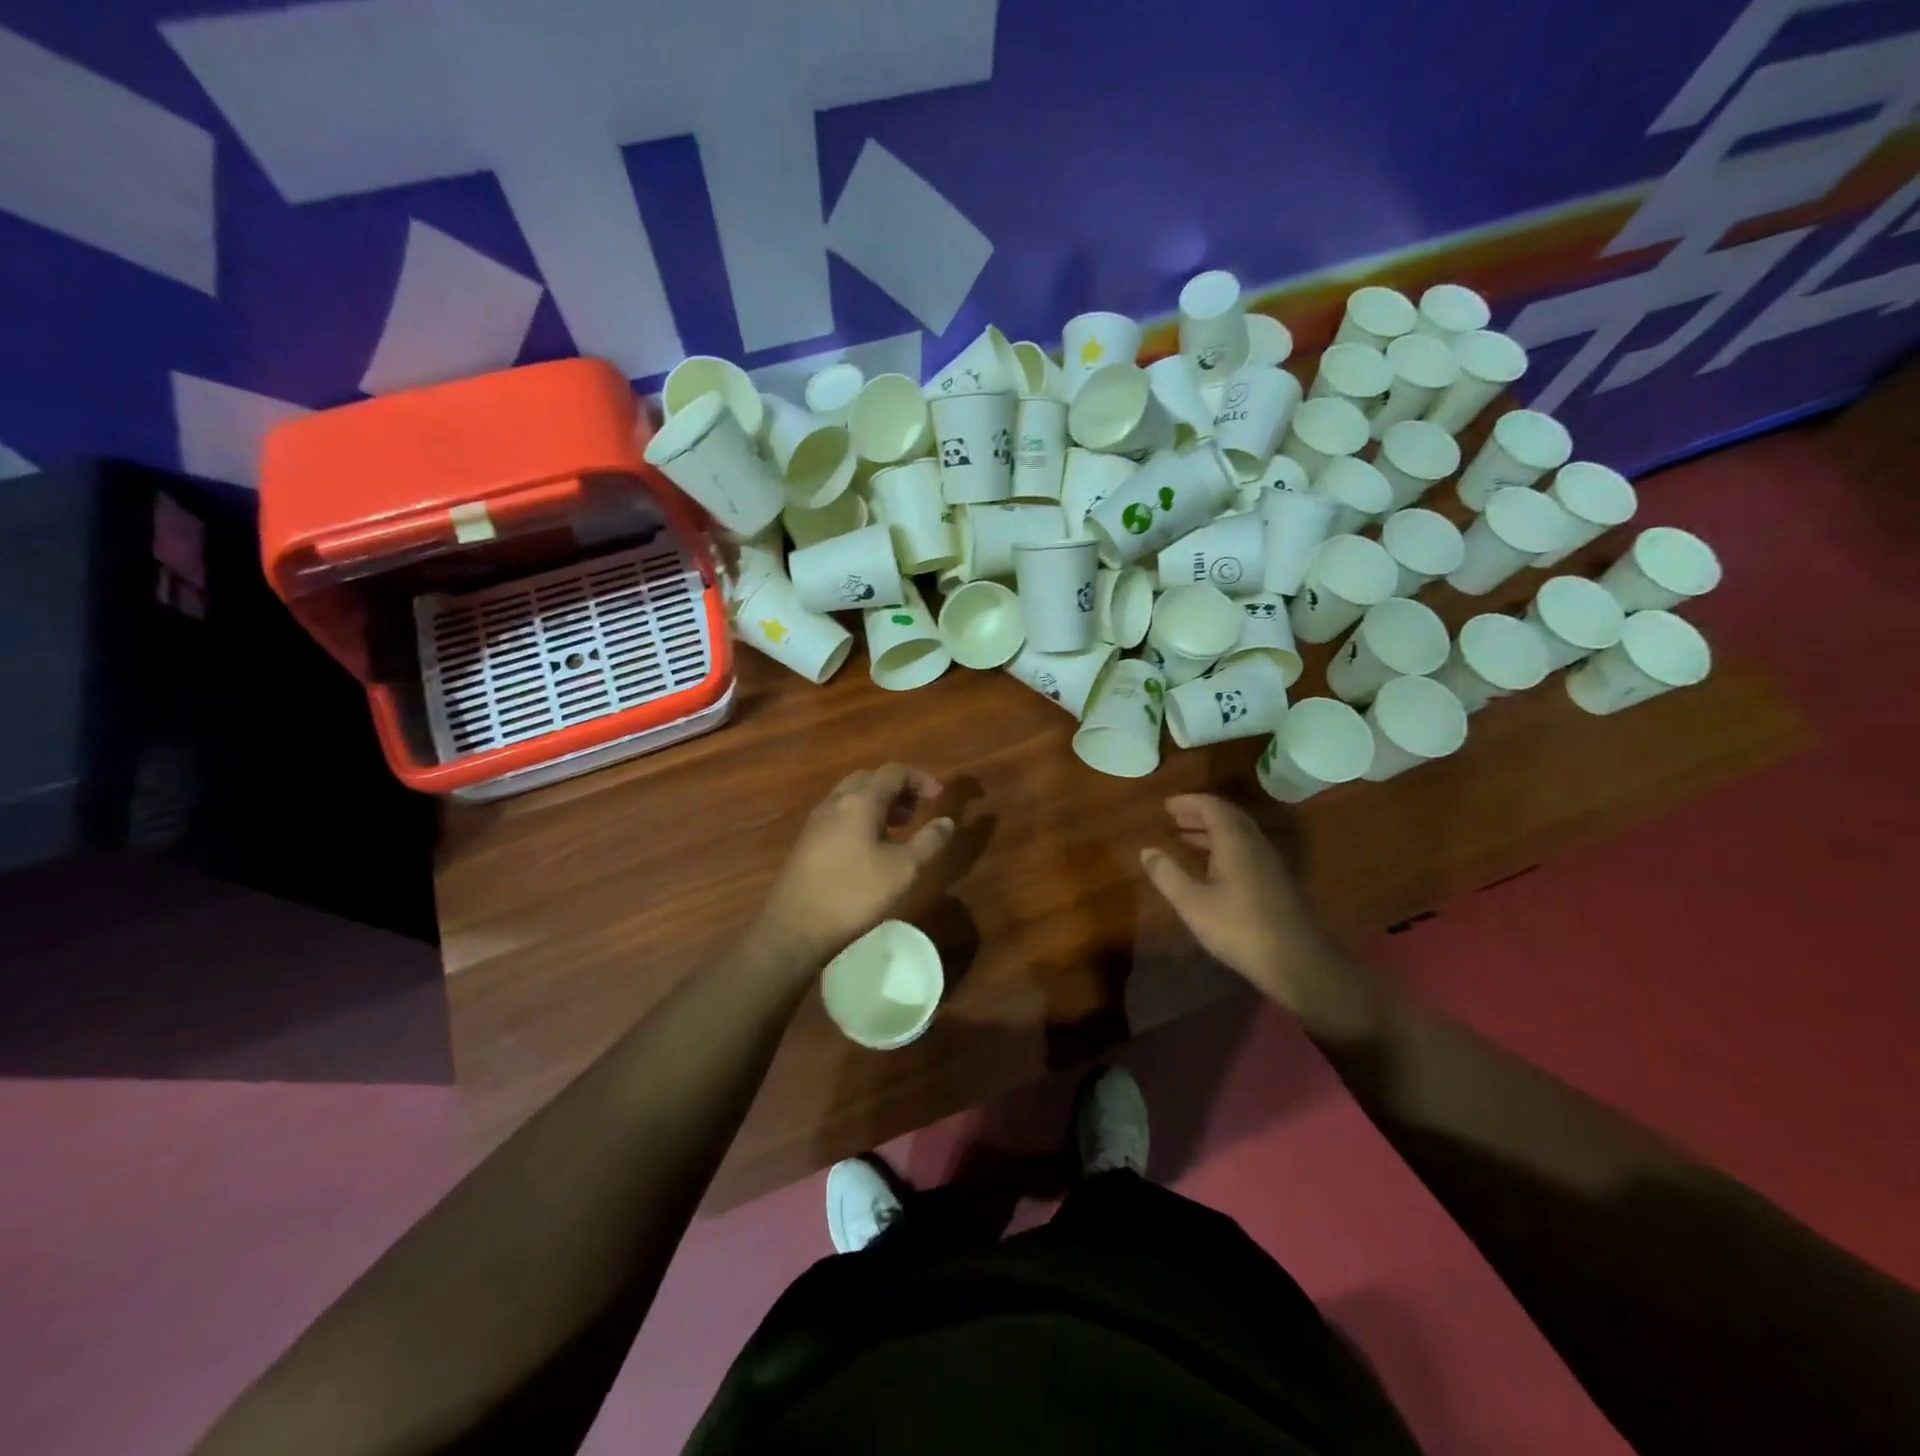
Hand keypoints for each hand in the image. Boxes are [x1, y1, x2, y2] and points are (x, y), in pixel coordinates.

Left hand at [750, 764, 954, 965]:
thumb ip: (929, 841)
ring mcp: (817, 821)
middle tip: (919, 809)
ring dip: (879, 802)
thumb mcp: (903, 870)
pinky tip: (872, 846)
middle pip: (870, 779)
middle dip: (898, 788)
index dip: (920, 779)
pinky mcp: (807, 841)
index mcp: (860, 801)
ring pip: (852, 796)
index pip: (894, 772)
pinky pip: (840, 814)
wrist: (795, 927)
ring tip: (900, 827)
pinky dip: (862, 816)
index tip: (940, 796)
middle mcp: (835, 802)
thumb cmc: (854, 894)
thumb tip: (947, 821)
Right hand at [1140, 795, 1373, 1033]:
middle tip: (1174, 818)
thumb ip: (1167, 874)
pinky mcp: (1275, 882)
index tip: (1166, 806)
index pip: (1212, 806)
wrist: (1296, 962)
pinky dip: (1223, 847)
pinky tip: (1211, 868)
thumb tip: (1147, 850)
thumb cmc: (1239, 928)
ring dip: (1211, 831)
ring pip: (1239, 834)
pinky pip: (1246, 850)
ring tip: (1185, 839)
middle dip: (1199, 814)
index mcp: (1235, 842)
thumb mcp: (1192, 903)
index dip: (1188, 802)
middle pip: (1228, 816)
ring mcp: (1269, 863)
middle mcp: (1255, 844)